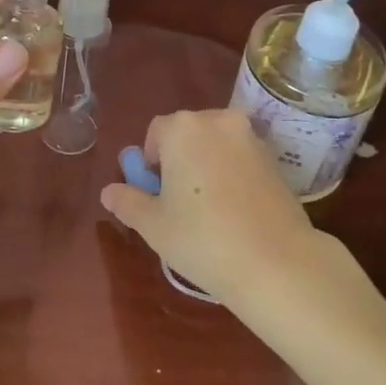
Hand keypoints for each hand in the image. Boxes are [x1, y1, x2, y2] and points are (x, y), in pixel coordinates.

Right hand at [100, 109, 318, 305]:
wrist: (277, 263)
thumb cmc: (203, 238)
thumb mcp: (153, 225)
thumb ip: (127, 201)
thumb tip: (108, 192)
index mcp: (183, 128)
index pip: (156, 132)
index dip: (150, 161)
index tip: (155, 192)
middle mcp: (218, 121)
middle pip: (188, 133)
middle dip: (179, 159)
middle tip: (177, 201)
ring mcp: (251, 138)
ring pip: (216, 144)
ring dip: (207, 164)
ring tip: (207, 208)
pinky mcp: (275, 159)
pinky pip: (241, 158)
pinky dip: (232, 174)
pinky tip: (234, 210)